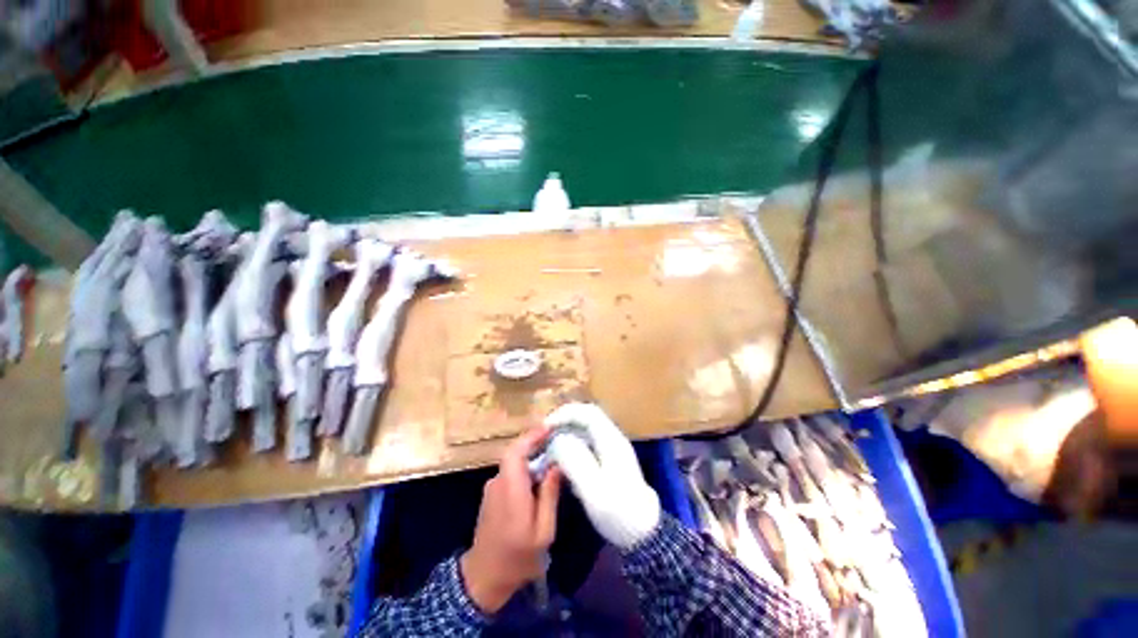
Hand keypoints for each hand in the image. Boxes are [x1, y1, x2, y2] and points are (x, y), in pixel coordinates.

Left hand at [461, 427, 561, 613]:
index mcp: (511, 489)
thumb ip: (549, 495)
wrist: (483, 579)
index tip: (550, 427)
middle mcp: (498, 482)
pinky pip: (511, 472)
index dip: (532, 436)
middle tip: (557, 438)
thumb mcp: (543, 531)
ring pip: (514, 462)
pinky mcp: (492, 494)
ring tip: (553, 454)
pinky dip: (526, 467)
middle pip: (515, 452)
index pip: (516, 451)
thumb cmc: (517, 557)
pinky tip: (540, 475)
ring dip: (532, 454)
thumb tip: (557, 465)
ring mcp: (492, 488)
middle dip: (536, 442)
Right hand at [545, 403, 661, 550]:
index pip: (588, 412)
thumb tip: (558, 440)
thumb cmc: (619, 512)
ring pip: (587, 428)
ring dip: (567, 430)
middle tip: (544, 434)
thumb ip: (576, 462)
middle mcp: (613, 438)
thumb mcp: (594, 491)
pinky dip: (572, 442)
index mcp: (611, 440)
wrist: (644, 532)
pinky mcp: (609, 459)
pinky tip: (562, 457)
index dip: (566, 413)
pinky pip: (587, 441)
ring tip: (549, 443)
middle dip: (564, 420)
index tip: (546, 426)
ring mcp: (612, 447)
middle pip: (587, 417)